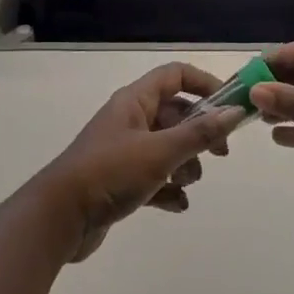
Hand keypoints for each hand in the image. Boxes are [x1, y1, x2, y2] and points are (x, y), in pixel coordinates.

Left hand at [37, 63, 242, 262]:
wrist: (60, 218)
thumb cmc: (110, 173)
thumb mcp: (160, 152)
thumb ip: (199, 133)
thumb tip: (234, 112)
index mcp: (134, 101)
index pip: (175, 75)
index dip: (204, 83)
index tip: (230, 105)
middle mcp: (129, 120)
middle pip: (175, 114)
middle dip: (199, 133)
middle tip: (219, 154)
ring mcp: (123, 151)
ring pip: (167, 148)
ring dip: (184, 165)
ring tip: (185, 182)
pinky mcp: (119, 181)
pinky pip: (154, 177)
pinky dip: (168, 189)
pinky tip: (176, 205)